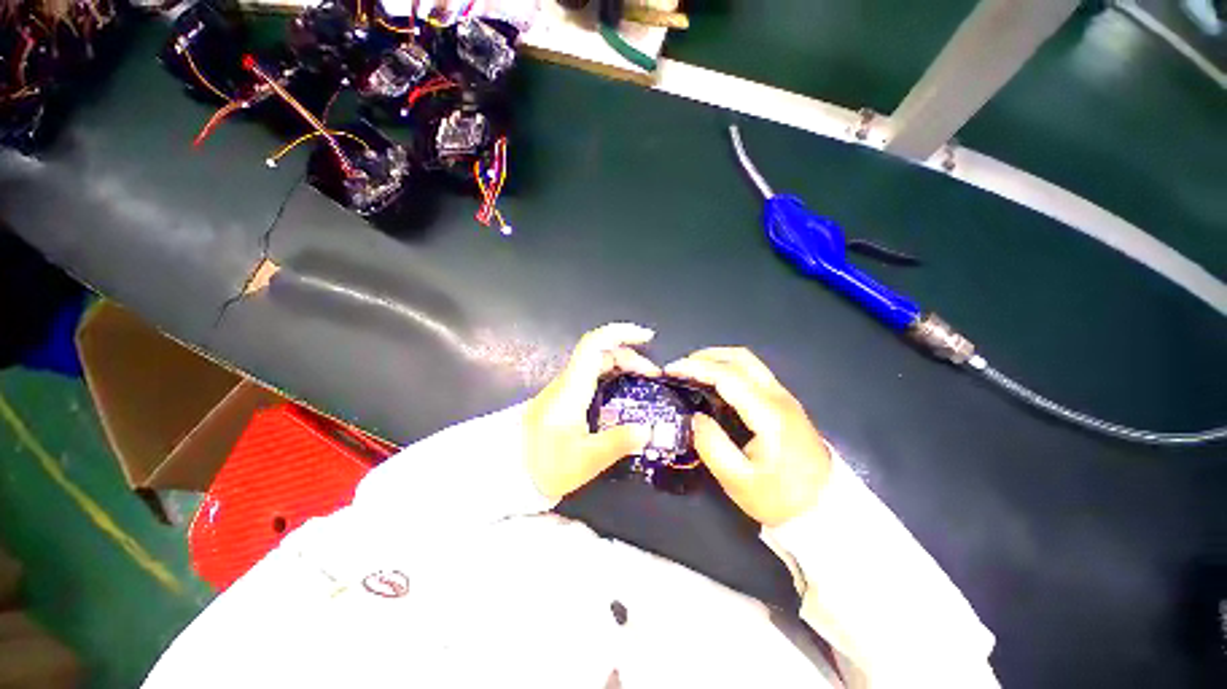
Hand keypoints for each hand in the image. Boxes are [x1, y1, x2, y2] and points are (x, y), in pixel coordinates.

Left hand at [523, 323, 659, 498]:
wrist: (511, 471)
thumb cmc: (545, 465)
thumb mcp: (586, 460)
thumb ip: (618, 443)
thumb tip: (648, 431)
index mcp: (573, 387)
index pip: (594, 344)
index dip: (620, 333)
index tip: (646, 337)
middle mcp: (568, 380)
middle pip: (601, 351)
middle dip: (630, 355)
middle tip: (654, 374)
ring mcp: (565, 387)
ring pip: (597, 361)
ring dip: (623, 363)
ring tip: (645, 379)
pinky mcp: (565, 396)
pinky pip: (593, 373)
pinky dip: (614, 373)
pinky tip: (625, 388)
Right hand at [666, 348, 830, 526]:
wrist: (826, 511)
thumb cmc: (781, 498)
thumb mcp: (738, 481)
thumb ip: (711, 446)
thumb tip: (694, 418)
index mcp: (768, 413)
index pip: (727, 376)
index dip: (695, 368)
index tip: (670, 370)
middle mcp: (778, 397)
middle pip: (741, 358)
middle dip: (706, 356)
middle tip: (680, 368)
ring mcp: (784, 398)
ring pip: (749, 363)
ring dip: (718, 360)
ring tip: (693, 372)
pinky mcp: (784, 404)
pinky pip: (753, 374)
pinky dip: (729, 370)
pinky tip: (715, 385)